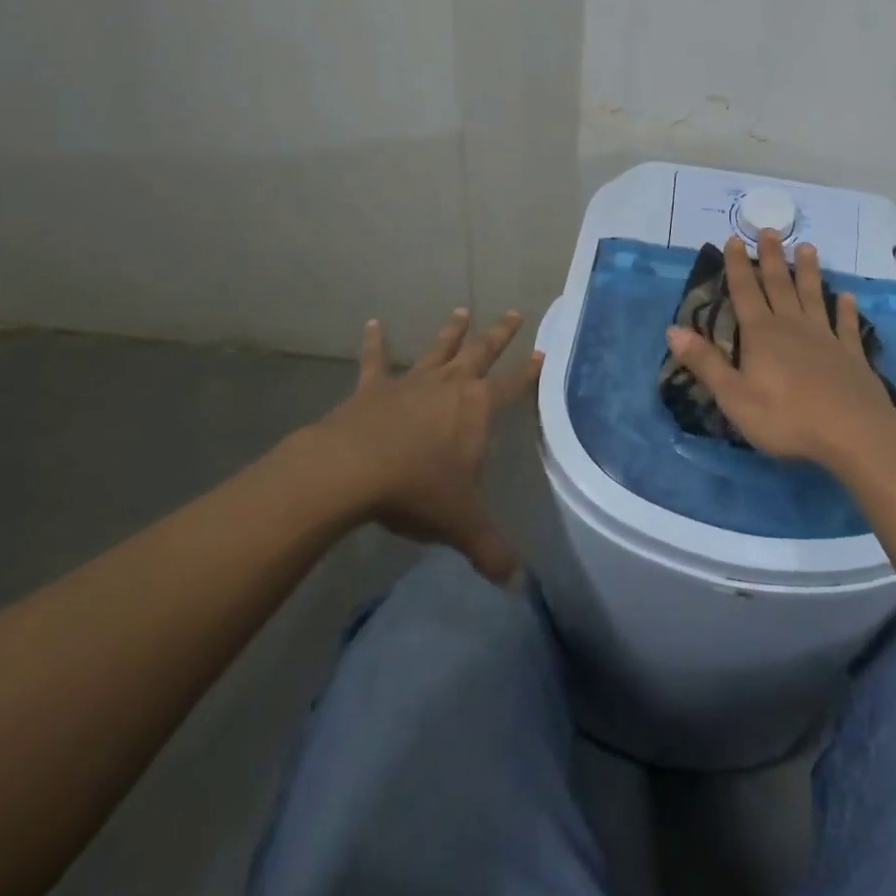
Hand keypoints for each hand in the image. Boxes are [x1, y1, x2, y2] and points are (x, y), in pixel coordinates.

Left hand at [311, 308, 540, 581]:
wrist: (352, 470)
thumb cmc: (417, 490)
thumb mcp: (461, 524)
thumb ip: (490, 550)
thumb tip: (517, 584)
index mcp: (478, 408)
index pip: (514, 386)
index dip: (530, 371)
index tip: (543, 352)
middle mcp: (451, 386)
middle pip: (482, 352)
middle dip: (499, 334)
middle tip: (513, 312)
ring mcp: (412, 382)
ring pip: (438, 349)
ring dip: (451, 331)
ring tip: (461, 310)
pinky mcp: (374, 388)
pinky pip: (376, 360)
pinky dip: (375, 342)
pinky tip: (372, 323)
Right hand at [665, 231, 895, 469]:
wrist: (852, 432)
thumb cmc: (786, 417)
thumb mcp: (734, 396)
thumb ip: (705, 362)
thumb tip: (673, 330)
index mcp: (762, 334)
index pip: (745, 292)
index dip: (737, 266)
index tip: (734, 239)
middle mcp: (792, 326)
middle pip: (779, 285)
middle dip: (772, 257)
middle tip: (770, 230)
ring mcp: (825, 338)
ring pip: (814, 296)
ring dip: (808, 272)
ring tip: (807, 247)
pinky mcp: (851, 355)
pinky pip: (847, 326)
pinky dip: (846, 310)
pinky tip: (847, 297)